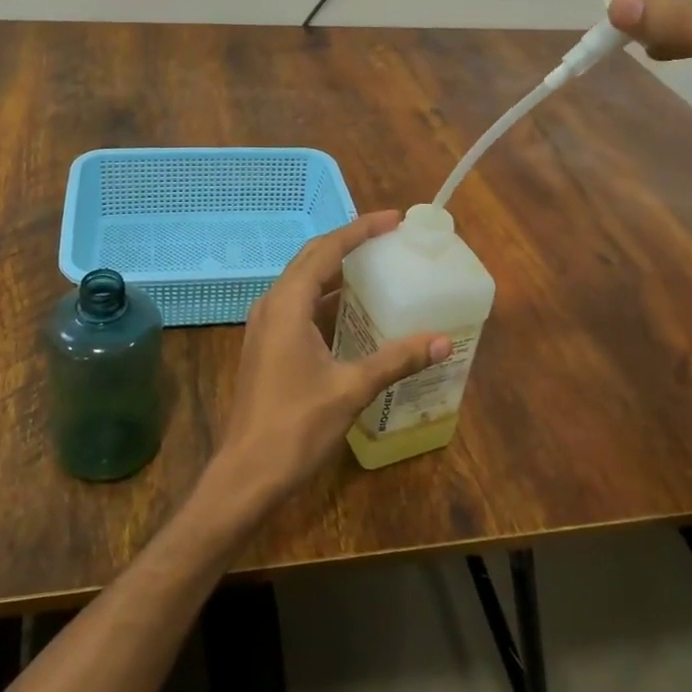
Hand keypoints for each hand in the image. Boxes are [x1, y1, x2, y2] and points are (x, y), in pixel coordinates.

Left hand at [208, 211, 449, 510]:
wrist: (247, 472)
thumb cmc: (296, 426)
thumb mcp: (351, 389)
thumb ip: (396, 359)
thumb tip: (443, 340)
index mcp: (288, 305)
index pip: (327, 250)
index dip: (360, 230)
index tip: (393, 220)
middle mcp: (272, 305)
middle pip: (311, 258)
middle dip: (348, 243)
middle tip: (388, 237)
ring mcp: (265, 325)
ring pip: (302, 281)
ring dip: (335, 269)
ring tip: (374, 265)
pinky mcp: (266, 345)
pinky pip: (298, 305)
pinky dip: (325, 296)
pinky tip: (350, 311)